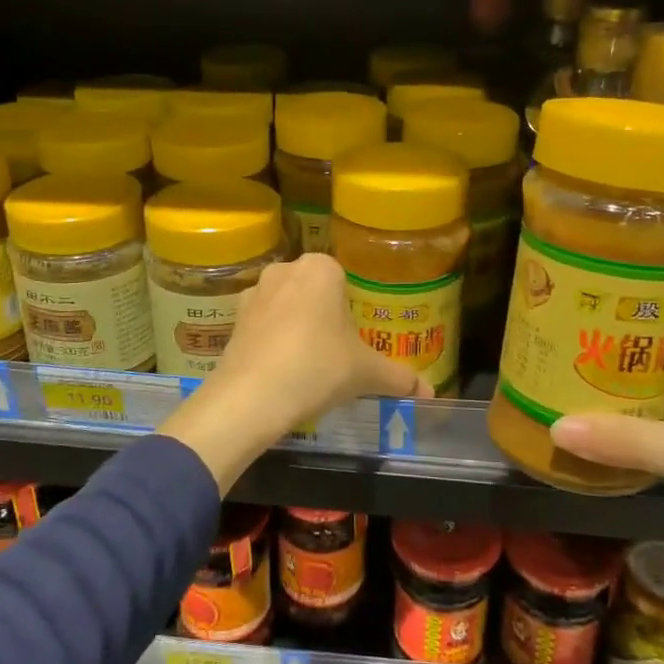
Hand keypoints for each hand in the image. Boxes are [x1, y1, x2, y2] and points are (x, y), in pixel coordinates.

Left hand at [161, 255, 430, 490]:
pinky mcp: (232, 319)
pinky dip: (271, 341)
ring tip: (307, 364)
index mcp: (321, 268)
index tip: (356, 338)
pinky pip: (262, 325)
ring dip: (295, 326)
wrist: (252, 396)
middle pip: (314, 291)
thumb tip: (431, 393)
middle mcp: (285, 270)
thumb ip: (400, 378)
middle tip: (336, 352)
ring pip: (286, 306)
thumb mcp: (366, 373)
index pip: (345, 279)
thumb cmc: (318, 367)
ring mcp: (254, 292)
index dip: (352, 309)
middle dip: (323, 316)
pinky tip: (281, 371)